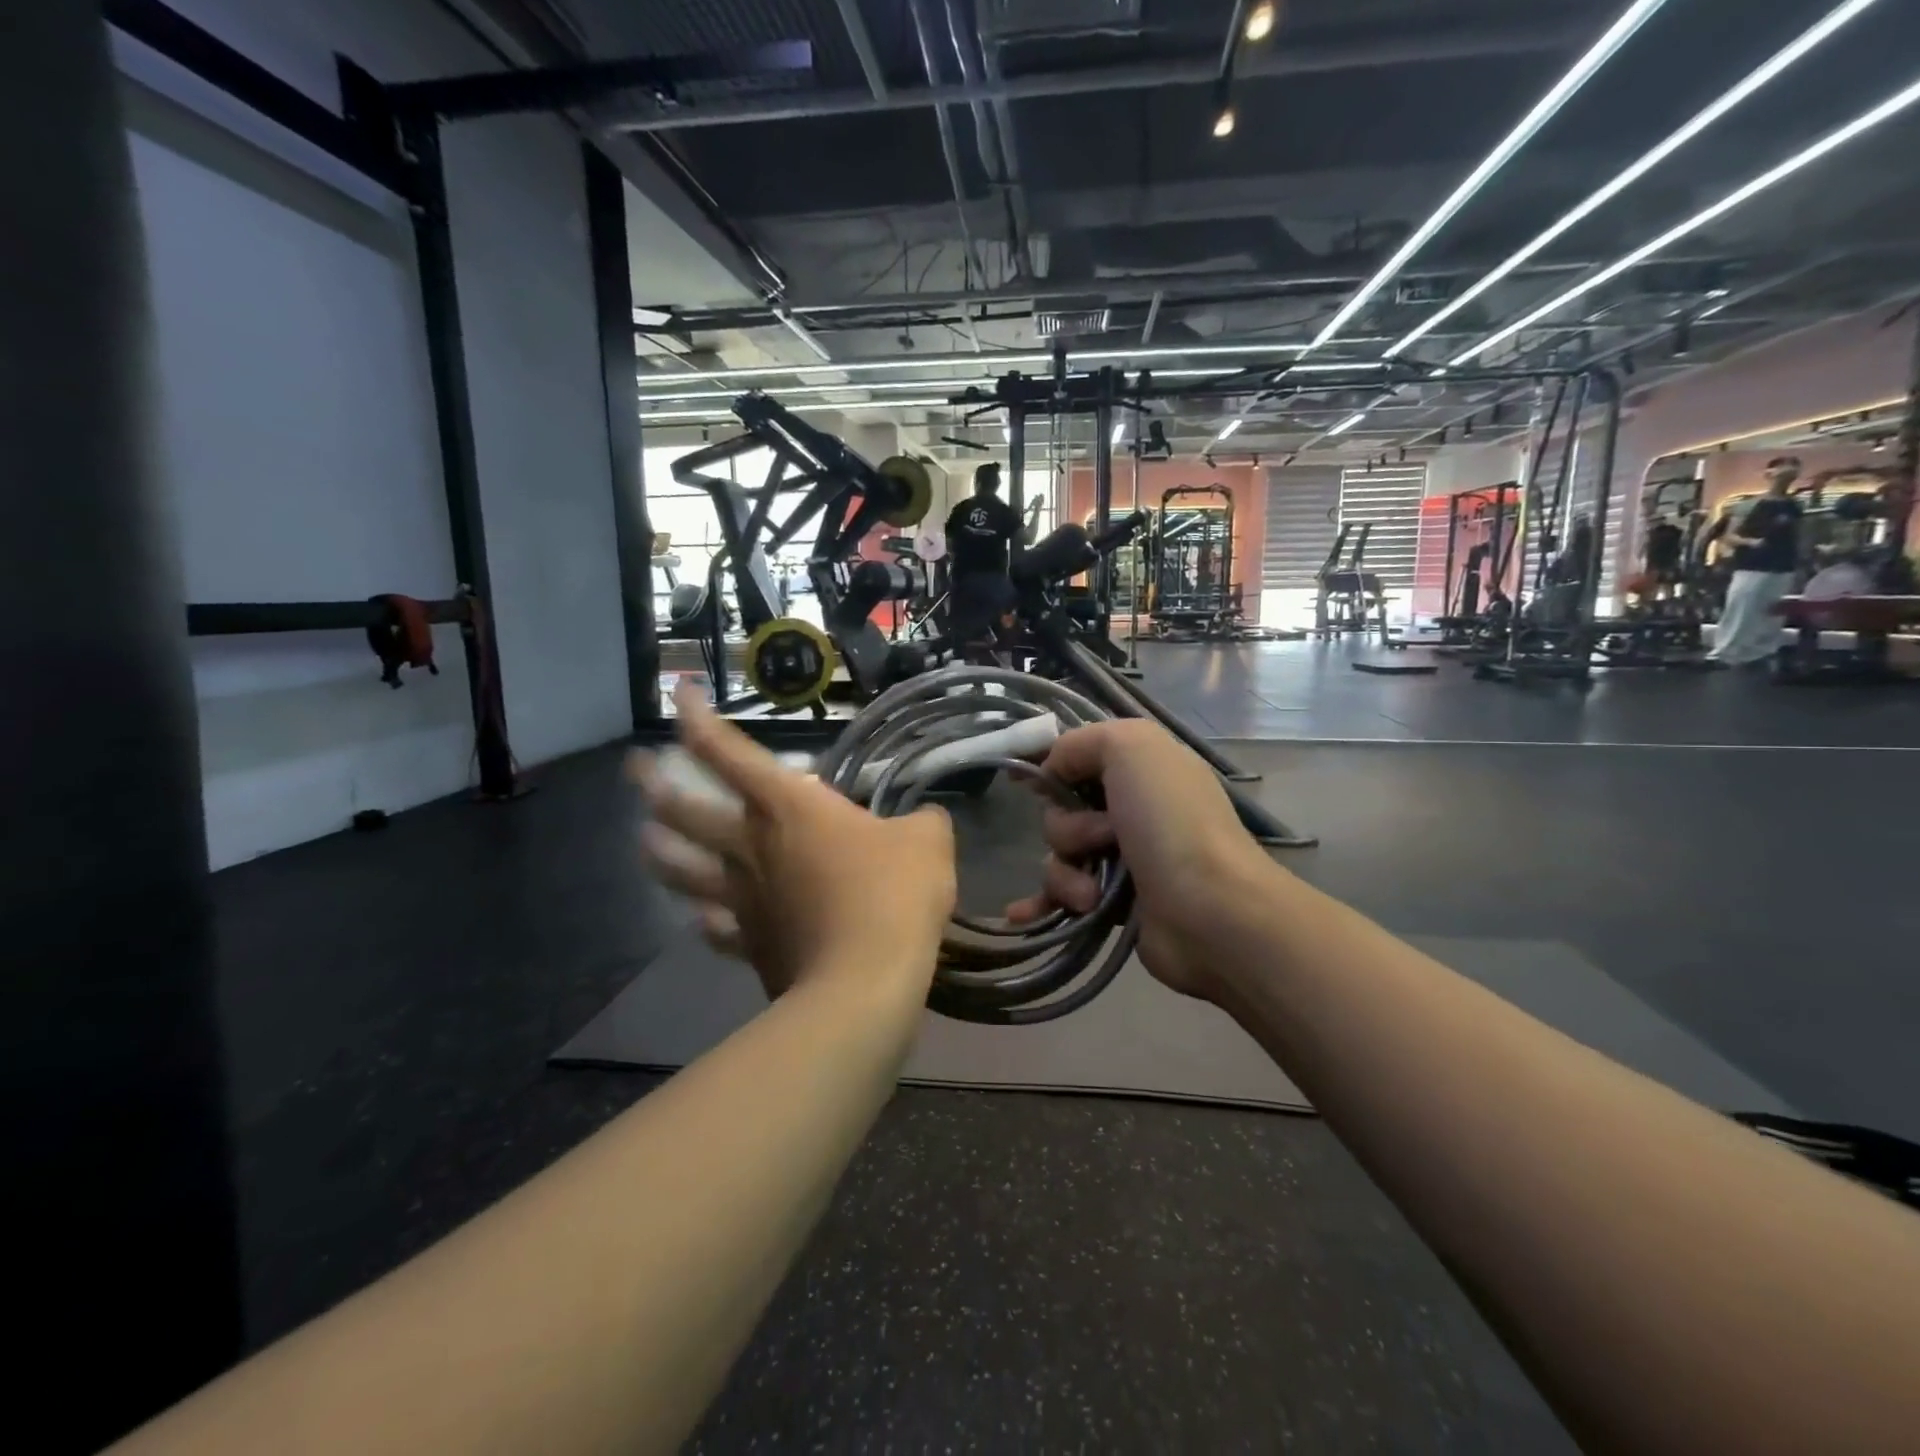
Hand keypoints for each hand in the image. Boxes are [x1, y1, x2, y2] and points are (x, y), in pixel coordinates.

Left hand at [638, 682, 956, 1000]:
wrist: (864, 984)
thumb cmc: (892, 896)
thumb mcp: (928, 842)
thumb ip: (923, 822)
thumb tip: (924, 820)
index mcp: (788, 808)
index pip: (728, 752)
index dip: (696, 717)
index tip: (678, 692)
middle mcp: (751, 847)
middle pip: (685, 811)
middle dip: (654, 785)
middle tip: (633, 770)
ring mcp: (744, 899)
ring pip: (683, 871)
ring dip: (660, 853)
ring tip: (643, 840)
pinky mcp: (750, 945)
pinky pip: (717, 929)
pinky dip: (706, 922)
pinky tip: (699, 921)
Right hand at [1006, 718, 1275, 1002]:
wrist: (1211, 912)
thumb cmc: (1170, 821)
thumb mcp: (1131, 748)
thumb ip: (1081, 742)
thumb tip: (1052, 769)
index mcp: (1142, 768)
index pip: (1081, 756)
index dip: (1049, 764)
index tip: (1021, 779)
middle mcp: (1133, 809)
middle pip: (1062, 809)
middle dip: (1067, 826)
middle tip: (1102, 838)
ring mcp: (1123, 858)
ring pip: (1059, 855)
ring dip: (1065, 872)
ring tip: (1093, 893)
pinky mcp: (1114, 902)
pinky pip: (1062, 895)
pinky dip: (1042, 903)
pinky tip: (1019, 916)